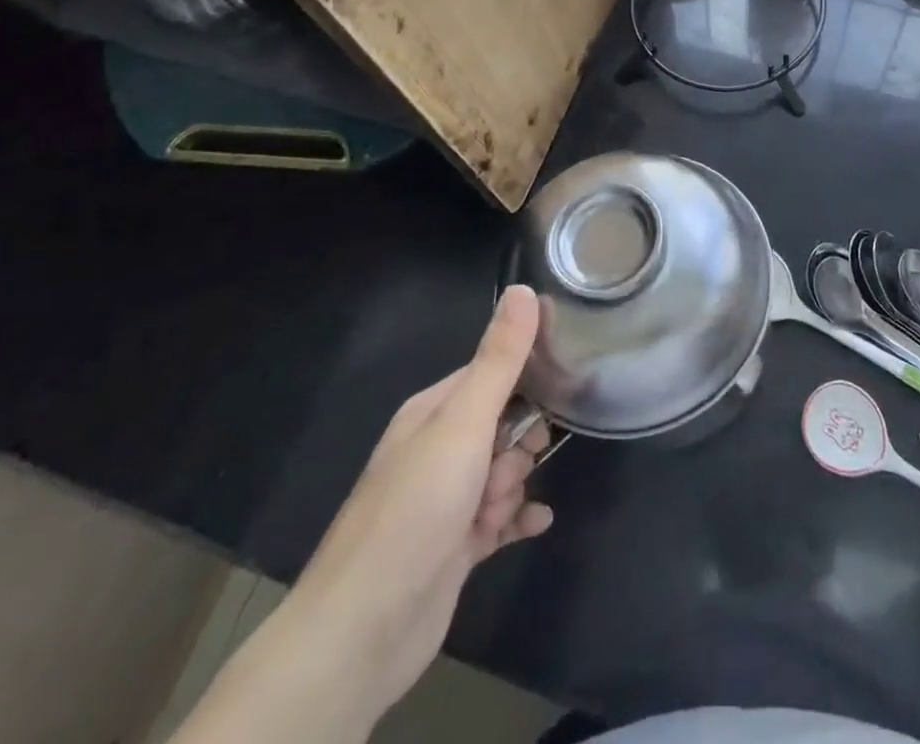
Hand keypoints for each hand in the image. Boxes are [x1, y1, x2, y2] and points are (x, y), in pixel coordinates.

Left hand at [253, 286, 553, 732]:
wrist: (363, 631)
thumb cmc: (416, 510)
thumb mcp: (463, 423)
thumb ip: (499, 358)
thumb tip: (524, 288)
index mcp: (432, 412)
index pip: (490, 374)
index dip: (524, 382)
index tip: (557, 391)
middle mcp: (436, 450)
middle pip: (502, 425)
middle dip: (519, 445)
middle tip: (507, 470)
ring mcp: (444, 501)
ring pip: (502, 473)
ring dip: (512, 488)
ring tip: (499, 512)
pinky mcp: (453, 546)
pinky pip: (499, 520)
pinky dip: (517, 519)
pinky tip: (535, 524)